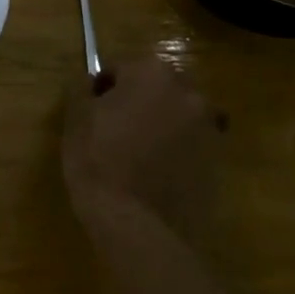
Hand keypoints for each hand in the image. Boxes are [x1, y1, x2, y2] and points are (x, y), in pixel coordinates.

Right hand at [61, 55, 223, 243]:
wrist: (136, 225)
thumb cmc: (98, 161)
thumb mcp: (75, 118)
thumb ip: (82, 88)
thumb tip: (90, 81)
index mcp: (152, 74)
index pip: (121, 68)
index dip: (103, 88)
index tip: (91, 110)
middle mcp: (189, 94)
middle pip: (156, 88)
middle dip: (137, 101)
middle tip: (113, 129)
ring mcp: (209, 129)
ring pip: (178, 115)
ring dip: (160, 124)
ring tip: (136, 153)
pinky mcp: (218, 162)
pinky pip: (191, 145)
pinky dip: (176, 151)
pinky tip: (154, 173)